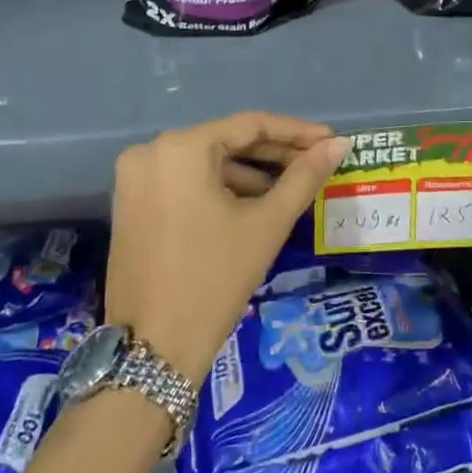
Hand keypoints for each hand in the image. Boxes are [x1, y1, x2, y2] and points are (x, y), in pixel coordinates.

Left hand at [105, 112, 350, 385]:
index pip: (250, 125)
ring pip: (206, 164)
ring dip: (250, 174)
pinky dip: (220, 189)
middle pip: (226, 142)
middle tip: (318, 163)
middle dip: (274, 154)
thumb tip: (339, 144)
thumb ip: (304, 177)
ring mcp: (136, 179)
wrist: (154, 347)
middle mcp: (151, 151)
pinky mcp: (132, 204)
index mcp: (180, 148)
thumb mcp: (267, 224)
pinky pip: (186, 183)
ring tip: (293, 188)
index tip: (332, 141)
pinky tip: (255, 205)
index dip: (296, 132)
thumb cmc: (215, 278)